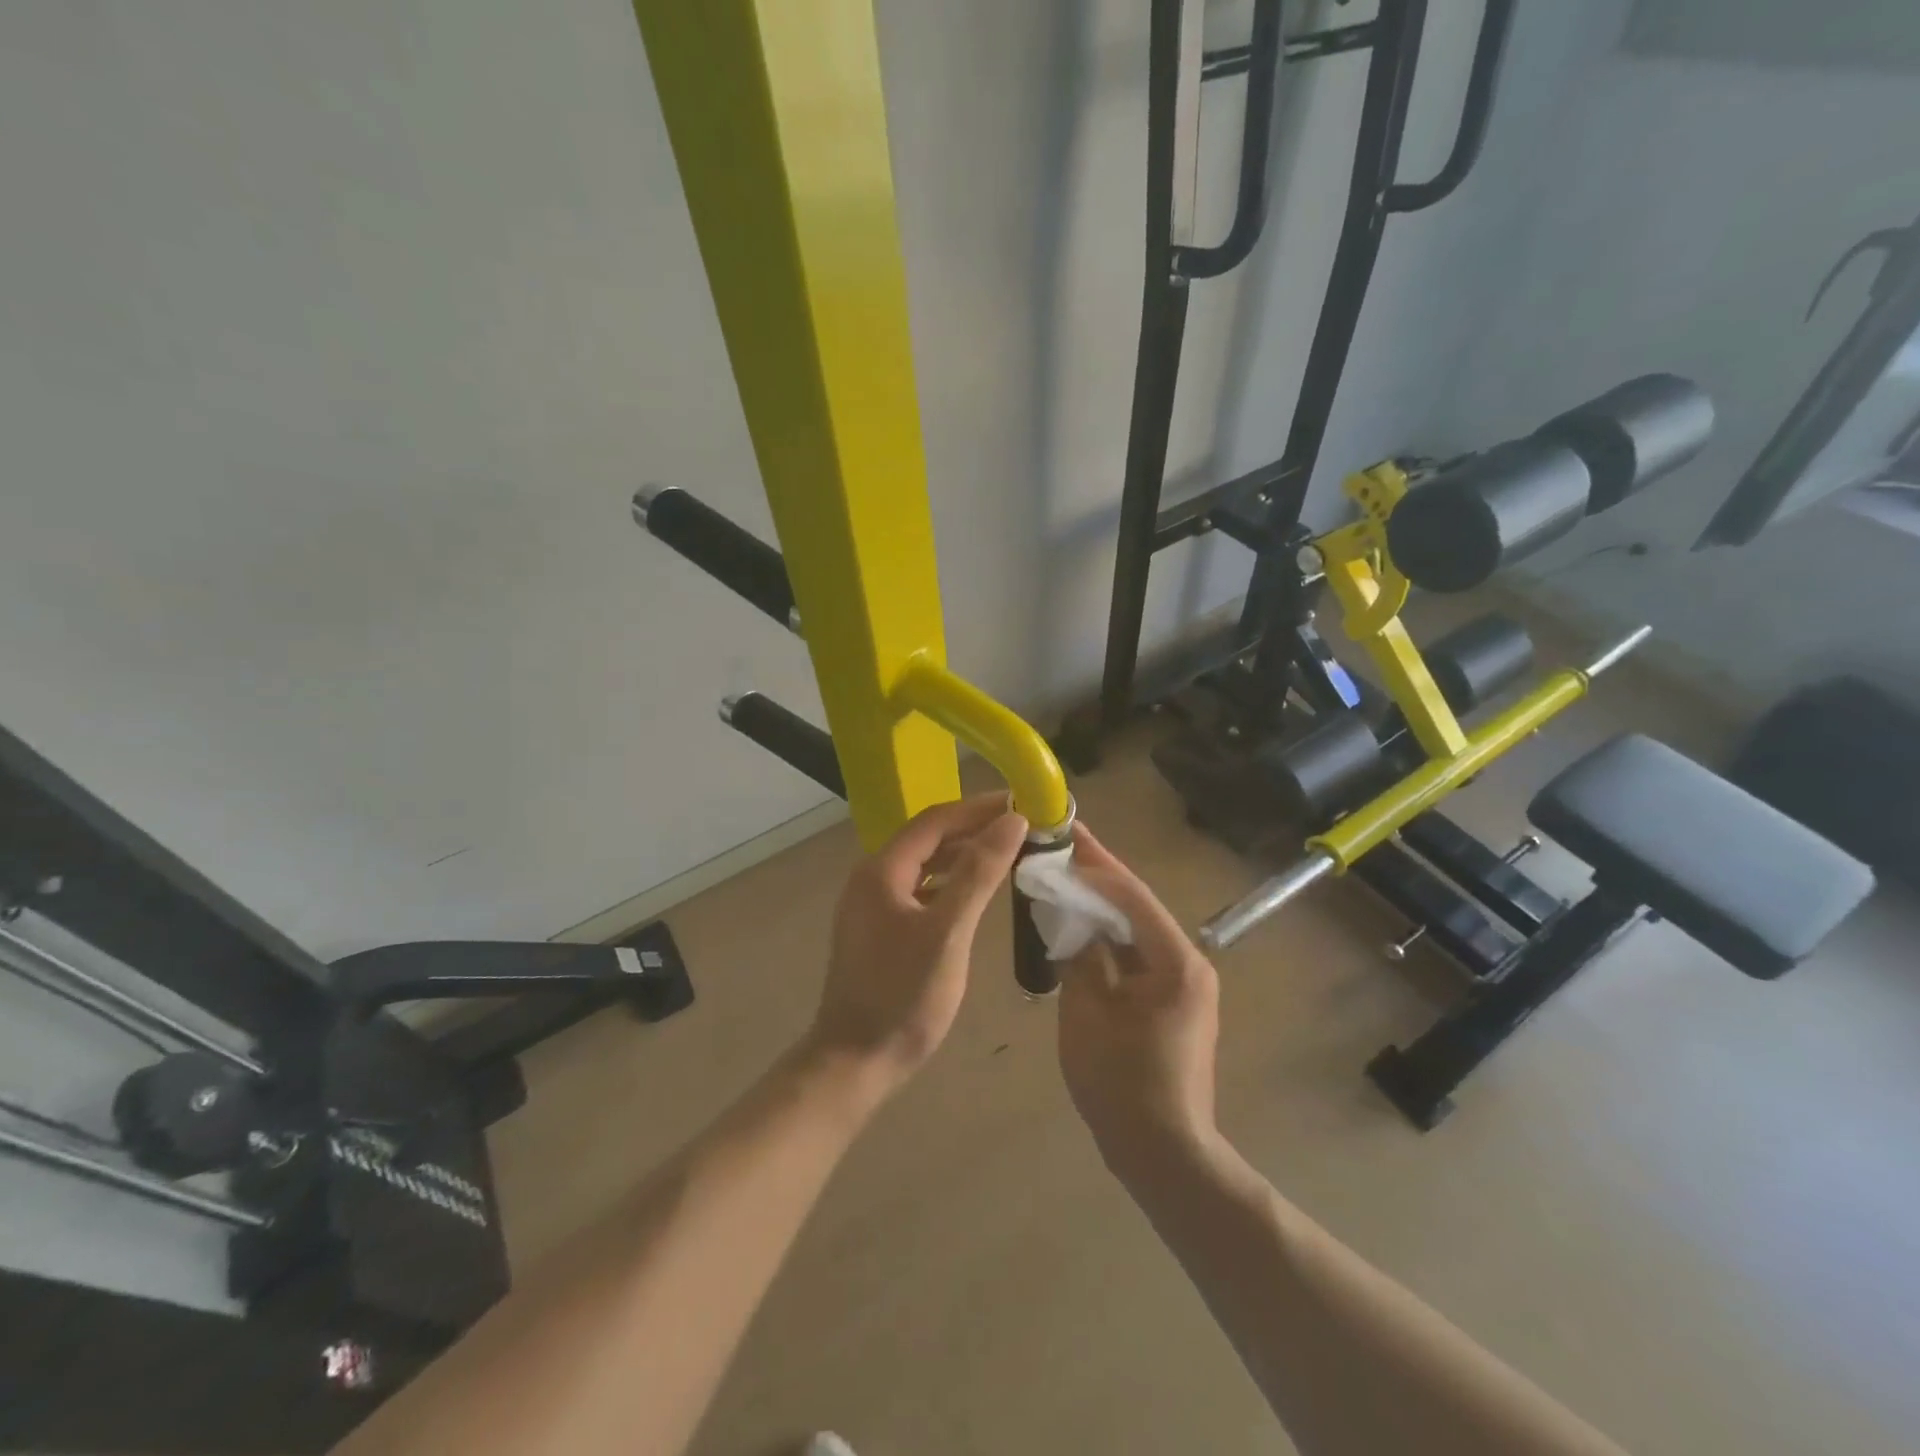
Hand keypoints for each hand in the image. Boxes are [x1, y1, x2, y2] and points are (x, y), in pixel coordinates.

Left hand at [805, 793, 1027, 1099]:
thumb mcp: (947, 932)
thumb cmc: (903, 996)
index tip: (1021, 802)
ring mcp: (873, 904)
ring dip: (964, 854)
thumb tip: (1011, 822)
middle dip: (975, 828)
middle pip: (929, 838)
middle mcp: (872, 877)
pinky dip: (951, 882)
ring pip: (925, 864)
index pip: (935, 820)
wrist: (855, 1061)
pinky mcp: (880, 928)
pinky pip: (921, 889)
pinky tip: (977, 890)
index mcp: (882, 870)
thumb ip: (979, 873)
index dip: (979, 808)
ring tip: (1008, 852)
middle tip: (1022, 827)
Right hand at [1057, 823, 1220, 1173]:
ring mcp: (1183, 983)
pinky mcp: (1172, 1001)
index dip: (1095, 866)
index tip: (1065, 836)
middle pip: (1137, 907)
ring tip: (1064, 876)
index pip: (1131, 897)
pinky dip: (1108, 938)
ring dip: (1101, 906)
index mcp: (1176, 961)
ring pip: (1136, 929)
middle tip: (1061, 846)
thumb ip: (1081, 957)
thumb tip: (1073, 922)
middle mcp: (1189, 963)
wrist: (1163, 1152)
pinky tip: (1079, 925)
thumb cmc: (1122, 1083)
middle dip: (1098, 877)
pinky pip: (1136, 955)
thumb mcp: (1088, 1013)